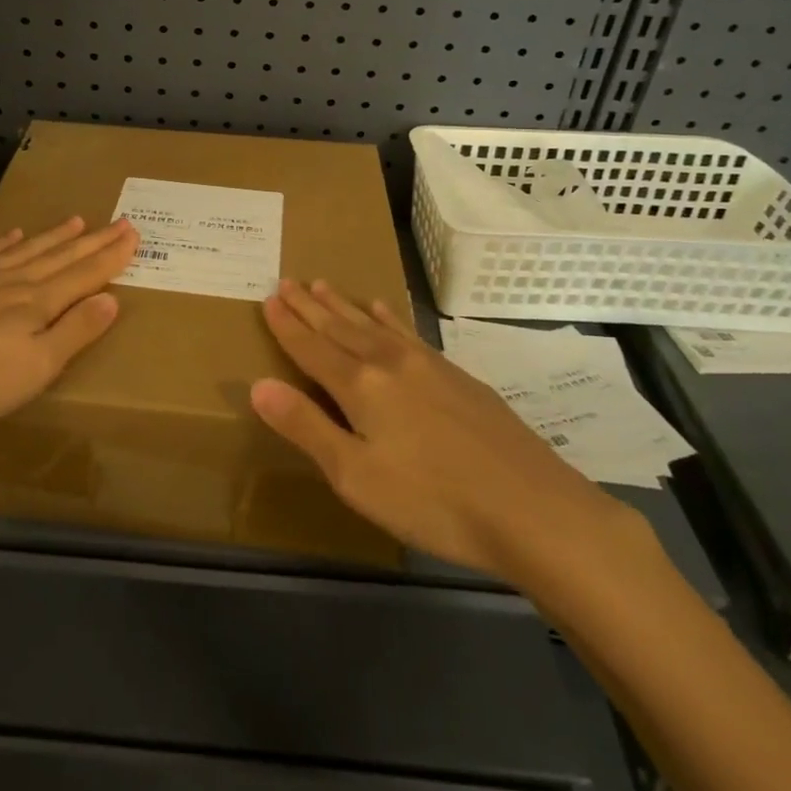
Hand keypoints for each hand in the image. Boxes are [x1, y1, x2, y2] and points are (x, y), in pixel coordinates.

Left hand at [0, 215, 137, 440]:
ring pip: (25, 250)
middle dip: (93, 240)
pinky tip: (15, 234)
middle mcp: (12, 282)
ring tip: (77, 220)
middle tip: (119, 221)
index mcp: (37, 304)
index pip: (84, 274)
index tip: (133, 233)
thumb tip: (111, 299)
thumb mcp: (36, 368)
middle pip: (60, 256)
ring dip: (54, 236)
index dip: (111, 255)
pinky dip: (4, 242)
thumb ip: (75, 332)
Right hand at [252, 279, 652, 592]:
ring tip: (322, 284)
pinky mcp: (458, 376)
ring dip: (344, 305)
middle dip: (310, 306)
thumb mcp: (356, 477)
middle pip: (340, 328)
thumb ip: (306, 427)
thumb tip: (258, 385)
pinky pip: (409, 332)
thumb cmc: (433, 502)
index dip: (287, 325)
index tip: (268, 298)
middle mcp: (390, 362)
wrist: (532, 509)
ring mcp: (428, 364)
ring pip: (373, 324)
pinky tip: (385, 309)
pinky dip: (390, 317)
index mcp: (361, 386)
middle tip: (287, 281)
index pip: (312, 347)